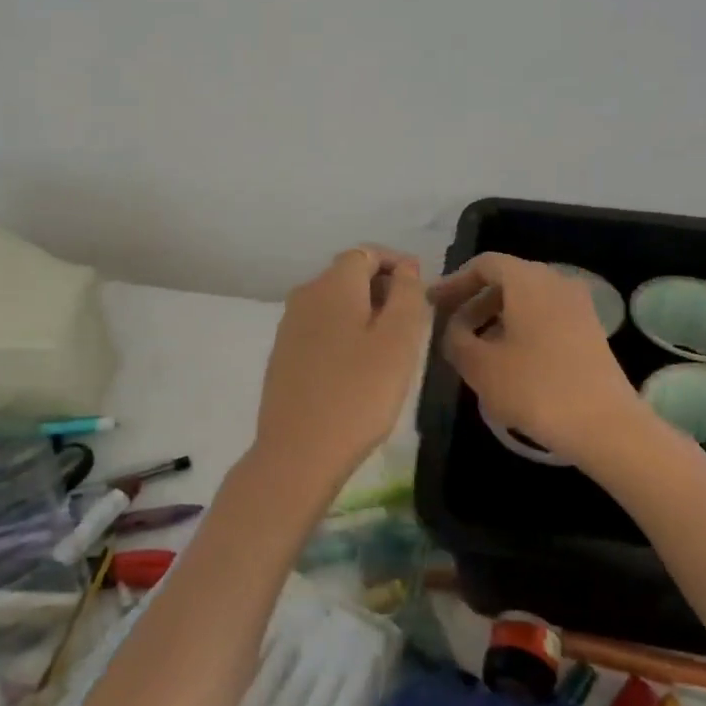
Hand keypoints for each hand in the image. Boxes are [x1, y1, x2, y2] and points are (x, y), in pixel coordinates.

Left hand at [254, 245, 429, 490]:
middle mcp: (305, 295)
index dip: (397, 264)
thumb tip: (406, 268)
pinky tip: (359, 367)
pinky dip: (344, 334)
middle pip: (348, 275)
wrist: (298, 452)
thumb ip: (407, 294)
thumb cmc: (359, 392)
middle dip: (383, 289)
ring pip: (335, 303)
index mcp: (333, 284)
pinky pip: (321, 328)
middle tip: (412, 323)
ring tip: (390, 348)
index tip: (422, 290)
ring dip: (364, 313)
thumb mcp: (399, 340)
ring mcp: (289, 326)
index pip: (366, 252)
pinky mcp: (283, 355)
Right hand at [430, 253, 643, 463]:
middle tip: (450, 327)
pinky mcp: (590, 331)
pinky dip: (520, 329)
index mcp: (527, 280)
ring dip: (496, 317)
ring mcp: (578, 306)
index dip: (454, 282)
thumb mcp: (479, 366)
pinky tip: (508, 361)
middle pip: (506, 279)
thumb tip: (454, 328)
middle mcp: (555, 282)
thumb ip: (455, 339)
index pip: (483, 265)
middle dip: (474, 300)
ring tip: (474, 349)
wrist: (605, 425)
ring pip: (527, 300)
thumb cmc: (535, 388)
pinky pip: (545, 317)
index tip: (432, 304)